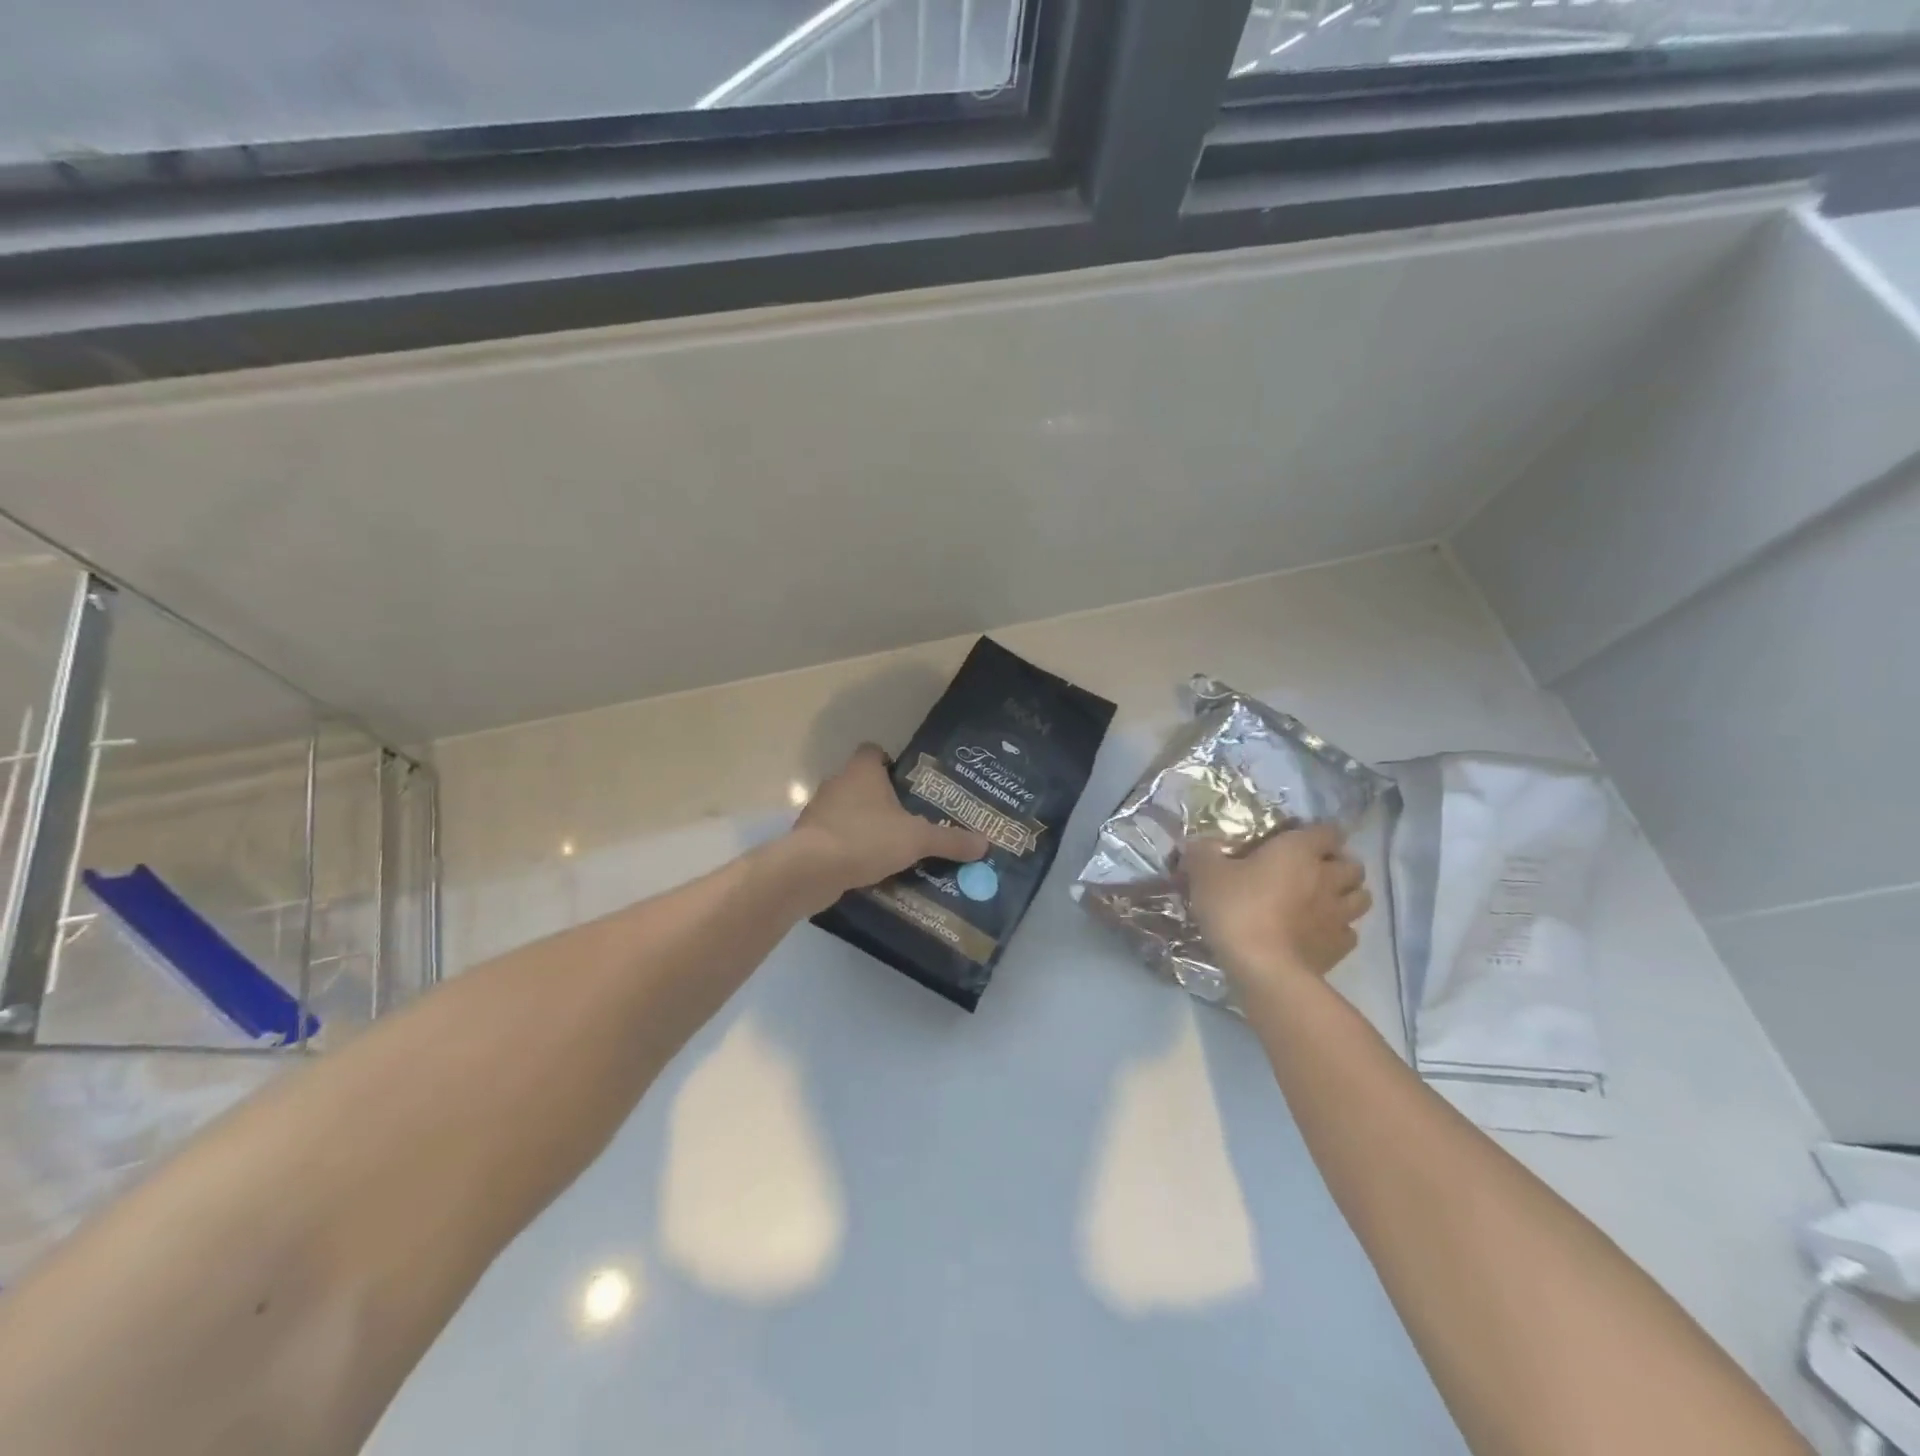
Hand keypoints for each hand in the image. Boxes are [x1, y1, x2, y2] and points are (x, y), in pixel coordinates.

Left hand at [792, 744, 990, 897]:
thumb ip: (950, 840)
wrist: (811, 870)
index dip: (890, 763)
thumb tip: (985, 843)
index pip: (874, 752)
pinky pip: (834, 838)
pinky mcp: (808, 839)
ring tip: (892, 848)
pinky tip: (867, 868)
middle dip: (882, 800)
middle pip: (862, 783)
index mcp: (862, 771)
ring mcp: (818, 811)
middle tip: (910, 820)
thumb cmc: (866, 838)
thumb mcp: (916, 839)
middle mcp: (837, 783)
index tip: (909, 785)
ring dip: (864, 826)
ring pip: (847, 811)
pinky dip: (848, 849)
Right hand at [1184, 822, 1371, 993]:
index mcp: (1299, 851)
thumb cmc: (1237, 909)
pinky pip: (1349, 932)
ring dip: (1347, 895)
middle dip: (1338, 864)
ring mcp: (1339, 915)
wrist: (1264, 969)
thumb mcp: (1205, 874)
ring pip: (1361, 897)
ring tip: (1323, 901)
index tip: (1297, 840)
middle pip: (1353, 864)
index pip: (1327, 830)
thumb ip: (1203, 852)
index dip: (1316, 833)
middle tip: (1313, 871)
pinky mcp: (1340, 948)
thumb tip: (1199, 843)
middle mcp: (1327, 878)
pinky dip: (1339, 929)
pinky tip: (1317, 933)